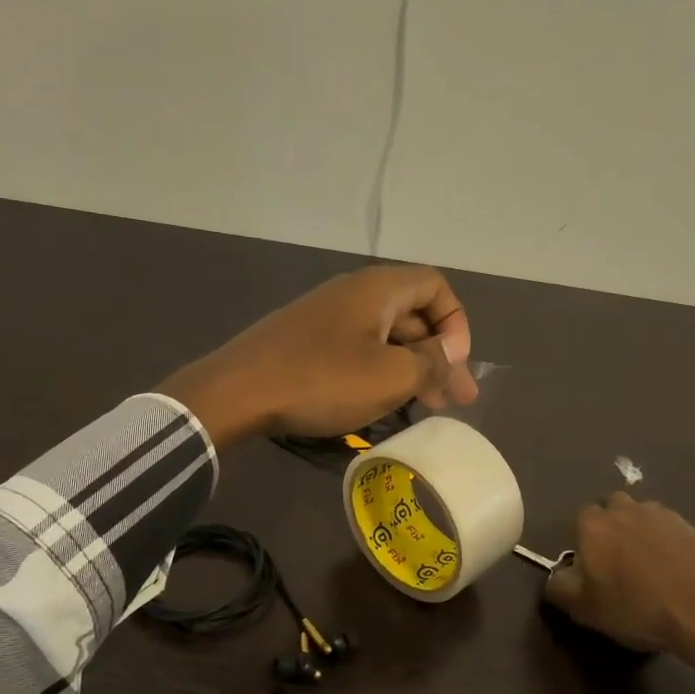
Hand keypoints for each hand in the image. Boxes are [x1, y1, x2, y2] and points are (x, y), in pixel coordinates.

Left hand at [159, 265, 478, 446]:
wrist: (238, 391)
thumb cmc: (323, 379)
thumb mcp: (390, 376)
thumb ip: (431, 362)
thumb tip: (451, 351)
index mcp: (378, 288)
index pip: (436, 286)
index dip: (456, 322)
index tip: (455, 364)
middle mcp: (353, 293)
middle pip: (412, 314)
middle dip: (438, 355)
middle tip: (454, 400)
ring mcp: (326, 317)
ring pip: (384, 336)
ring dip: (411, 368)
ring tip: (426, 407)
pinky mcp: (306, 342)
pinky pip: (357, 349)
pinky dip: (379, 371)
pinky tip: (382, 402)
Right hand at [543, 493, 694, 685]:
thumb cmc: (637, 607)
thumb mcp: (584, 609)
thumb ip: (559, 587)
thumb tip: (556, 576)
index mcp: (593, 524)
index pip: (579, 521)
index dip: (583, 545)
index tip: (591, 571)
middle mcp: (625, 509)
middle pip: (612, 510)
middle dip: (612, 530)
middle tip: (618, 566)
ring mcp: (663, 515)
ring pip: (642, 518)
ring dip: (641, 535)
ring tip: (650, 570)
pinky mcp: (693, 527)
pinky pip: (670, 532)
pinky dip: (668, 546)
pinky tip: (675, 574)